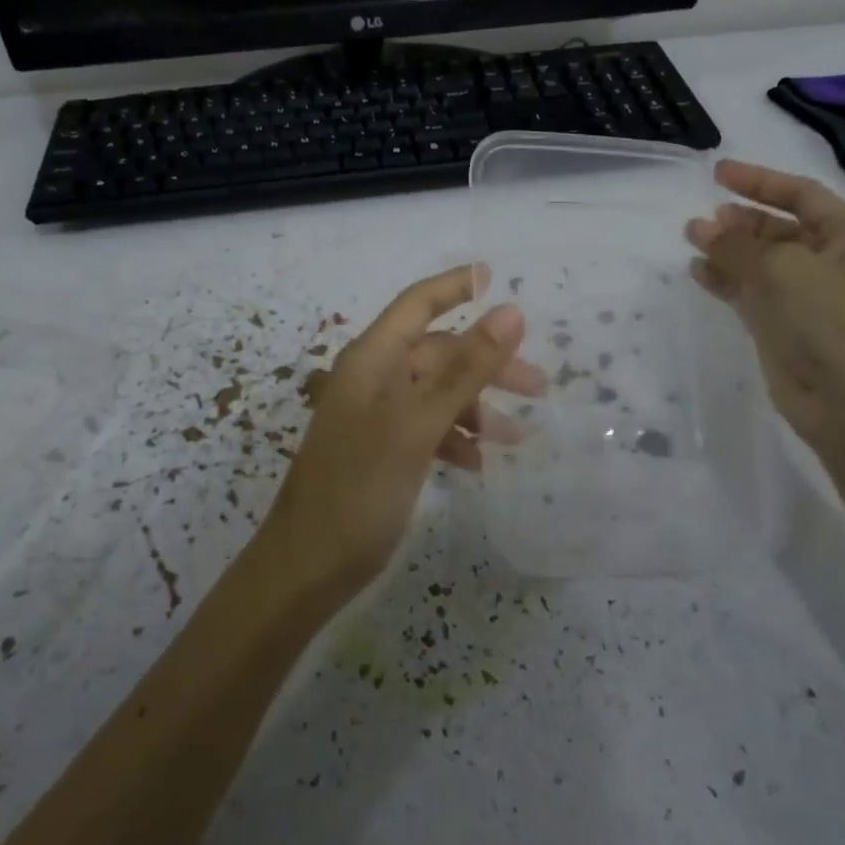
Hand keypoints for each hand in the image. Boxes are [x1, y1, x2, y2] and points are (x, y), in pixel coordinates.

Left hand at [265, 266, 544, 597]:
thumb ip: (464, 369)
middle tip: (538, 387)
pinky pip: (426, 427)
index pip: (417, 304)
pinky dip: (454, 438)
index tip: (494, 276)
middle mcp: (372, 378)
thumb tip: (510, 312)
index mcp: (371, 360)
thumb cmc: (359, 489)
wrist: (306, 568)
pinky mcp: (380, 449)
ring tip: (518, 436)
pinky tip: (478, 463)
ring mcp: (374, 415)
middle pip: (437, 353)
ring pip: (436, 393)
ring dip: (476, 407)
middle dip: (486, 364)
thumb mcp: (417, 425)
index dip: (454, 286)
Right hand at [686, 160, 844, 456]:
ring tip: (692, 240)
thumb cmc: (836, 323)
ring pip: (760, 262)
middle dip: (741, 220)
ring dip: (728, 249)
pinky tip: (698, 272)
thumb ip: (739, 246)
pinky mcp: (783, 329)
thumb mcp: (787, 271)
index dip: (761, 181)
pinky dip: (725, 280)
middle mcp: (831, 264)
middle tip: (703, 219)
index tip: (718, 174)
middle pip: (780, 229)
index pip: (803, 195)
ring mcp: (806, 299)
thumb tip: (701, 227)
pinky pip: (749, 293)